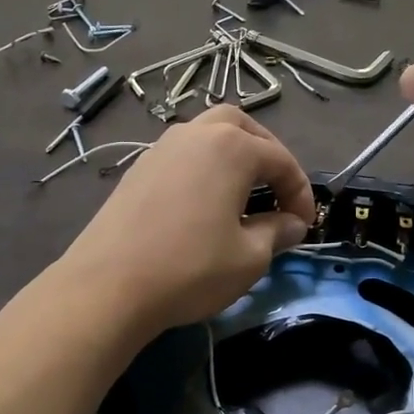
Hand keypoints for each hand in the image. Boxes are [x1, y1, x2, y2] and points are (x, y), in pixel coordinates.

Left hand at [60, 107, 315, 335]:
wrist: (108, 286)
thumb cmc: (191, 268)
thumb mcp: (249, 257)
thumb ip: (276, 232)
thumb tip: (291, 224)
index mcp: (231, 147)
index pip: (280, 160)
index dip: (300, 192)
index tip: (305, 225)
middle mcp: (195, 134)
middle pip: (241, 127)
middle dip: (267, 154)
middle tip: (277, 190)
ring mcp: (161, 148)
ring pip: (207, 135)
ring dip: (232, 157)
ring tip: (243, 195)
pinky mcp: (137, 169)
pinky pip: (182, 156)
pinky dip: (203, 168)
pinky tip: (204, 204)